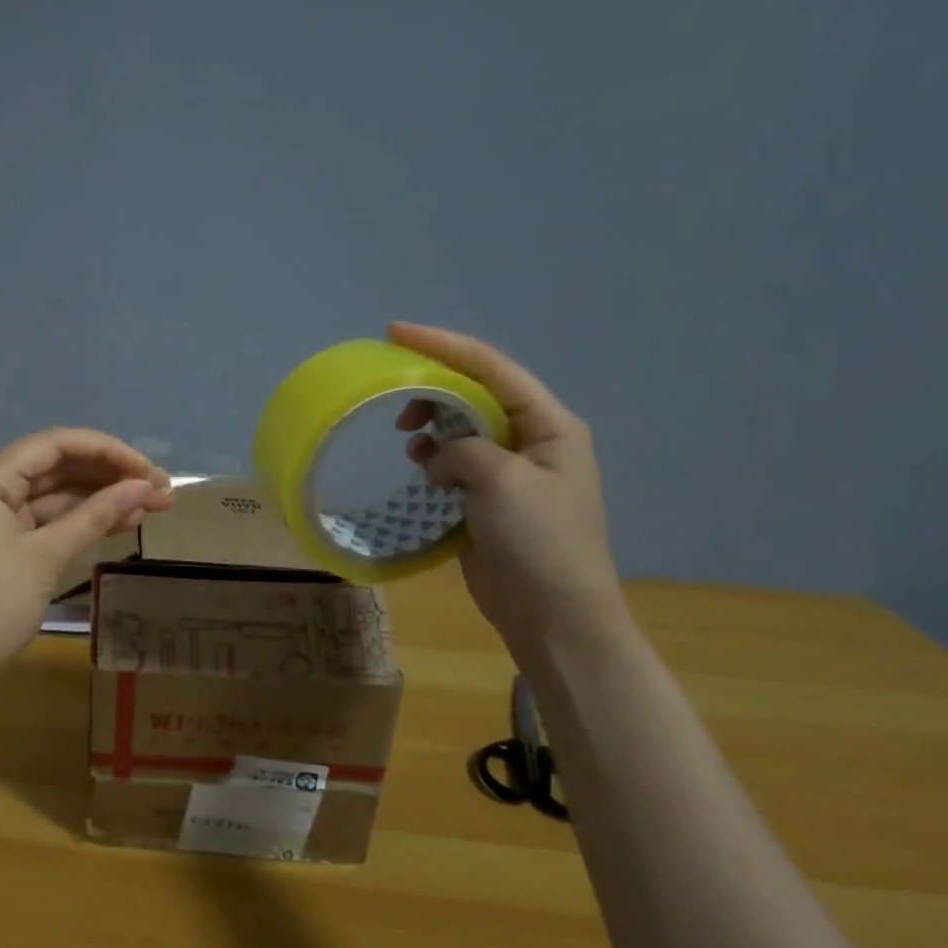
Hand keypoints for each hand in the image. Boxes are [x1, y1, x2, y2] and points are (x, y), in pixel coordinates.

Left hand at [0, 428, 173, 678]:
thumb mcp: (46, 557)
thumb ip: (95, 516)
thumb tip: (145, 487)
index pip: (54, 444)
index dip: (105, 449)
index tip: (147, 468)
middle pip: (58, 467)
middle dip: (109, 475)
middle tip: (160, 489)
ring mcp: (0, 517)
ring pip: (59, 495)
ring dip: (103, 499)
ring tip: (154, 506)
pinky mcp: (9, 543)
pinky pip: (52, 521)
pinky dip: (85, 521)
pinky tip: (125, 523)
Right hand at [388, 322, 625, 658]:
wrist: (553, 615)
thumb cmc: (539, 542)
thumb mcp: (502, 482)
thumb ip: (465, 449)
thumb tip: (440, 456)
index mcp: (549, 423)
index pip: (491, 367)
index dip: (442, 345)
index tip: (394, 332)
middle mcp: (532, 437)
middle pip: (474, 393)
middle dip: (432, 391)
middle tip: (396, 406)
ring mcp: (510, 469)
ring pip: (460, 427)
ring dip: (431, 429)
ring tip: (410, 445)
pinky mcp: (488, 497)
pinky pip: (454, 461)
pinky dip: (433, 459)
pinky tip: (421, 471)